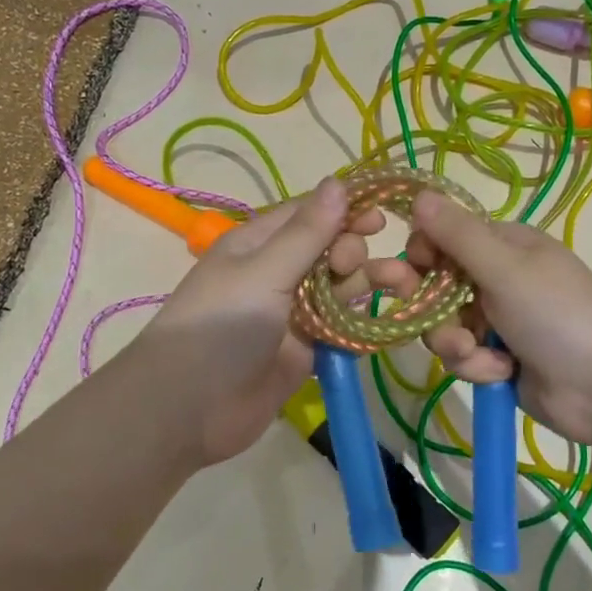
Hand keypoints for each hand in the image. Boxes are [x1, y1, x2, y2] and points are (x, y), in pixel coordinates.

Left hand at [127, 178, 382, 466]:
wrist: (190, 409)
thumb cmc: (222, 326)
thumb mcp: (263, 272)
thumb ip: (307, 233)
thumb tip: (338, 181)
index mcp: (258, 245)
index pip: (308, 214)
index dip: (344, 210)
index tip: (381, 217)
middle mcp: (277, 274)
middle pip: (329, 250)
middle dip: (353, 251)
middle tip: (350, 268)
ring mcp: (292, 314)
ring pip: (340, 289)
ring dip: (368, 283)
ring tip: (401, 284)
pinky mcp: (305, 350)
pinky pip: (341, 328)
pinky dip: (362, 323)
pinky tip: (386, 320)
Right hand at [382, 190, 591, 456]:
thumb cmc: (557, 314)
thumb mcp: (505, 268)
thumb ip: (457, 235)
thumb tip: (418, 193)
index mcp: (504, 245)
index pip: (444, 237)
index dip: (422, 255)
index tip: (410, 274)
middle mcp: (498, 278)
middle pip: (437, 286)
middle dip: (434, 309)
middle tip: (429, 319)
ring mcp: (498, 320)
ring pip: (445, 326)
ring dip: (456, 343)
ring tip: (479, 354)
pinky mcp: (498, 358)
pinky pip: (464, 357)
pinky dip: (478, 365)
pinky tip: (502, 371)